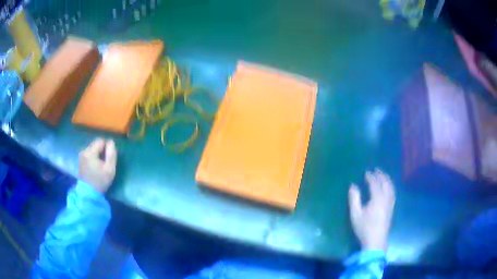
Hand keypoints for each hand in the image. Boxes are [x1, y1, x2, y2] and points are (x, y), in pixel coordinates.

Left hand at [79, 138, 116, 192]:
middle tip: (105, 162)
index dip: (107, 147)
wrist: (88, 193)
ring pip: (92, 149)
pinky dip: (93, 157)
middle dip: (102, 150)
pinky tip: (95, 167)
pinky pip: (89, 154)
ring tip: (100, 165)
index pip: (101, 141)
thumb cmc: (100, 181)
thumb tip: (111, 142)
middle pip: (96, 144)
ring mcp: (81, 155)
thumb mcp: (110, 169)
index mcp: (90, 152)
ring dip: (97, 154)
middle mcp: (84, 151)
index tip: (109, 158)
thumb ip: (111, 154)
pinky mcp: (80, 160)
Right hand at [348, 169, 394, 251]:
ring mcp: (390, 203)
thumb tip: (353, 186)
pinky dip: (390, 186)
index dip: (370, 177)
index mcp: (377, 198)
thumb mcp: (355, 214)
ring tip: (383, 175)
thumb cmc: (364, 227)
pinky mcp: (392, 208)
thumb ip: (354, 199)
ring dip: (387, 179)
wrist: (376, 240)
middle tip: (376, 169)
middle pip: (385, 183)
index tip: (366, 172)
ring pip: (391, 187)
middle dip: (381, 175)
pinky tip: (388, 187)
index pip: (375, 183)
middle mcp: (386, 198)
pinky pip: (393, 192)